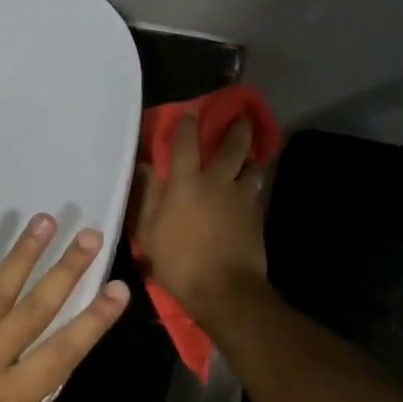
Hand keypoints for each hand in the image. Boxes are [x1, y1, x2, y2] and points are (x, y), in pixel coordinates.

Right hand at [133, 111, 269, 319]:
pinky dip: (255, 181)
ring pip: (254, 165)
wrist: (225, 290)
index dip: (187, 124)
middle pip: (233, 146)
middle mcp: (217, 182)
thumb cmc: (179, 262)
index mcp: (186, 183)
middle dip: (238, 127)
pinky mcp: (257, 215)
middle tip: (243, 114)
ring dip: (253, 154)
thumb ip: (147, 198)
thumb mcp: (149, 233)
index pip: (186, 143)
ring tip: (254, 148)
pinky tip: (253, 184)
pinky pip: (257, 190)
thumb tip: (145, 169)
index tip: (191, 111)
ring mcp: (242, 197)